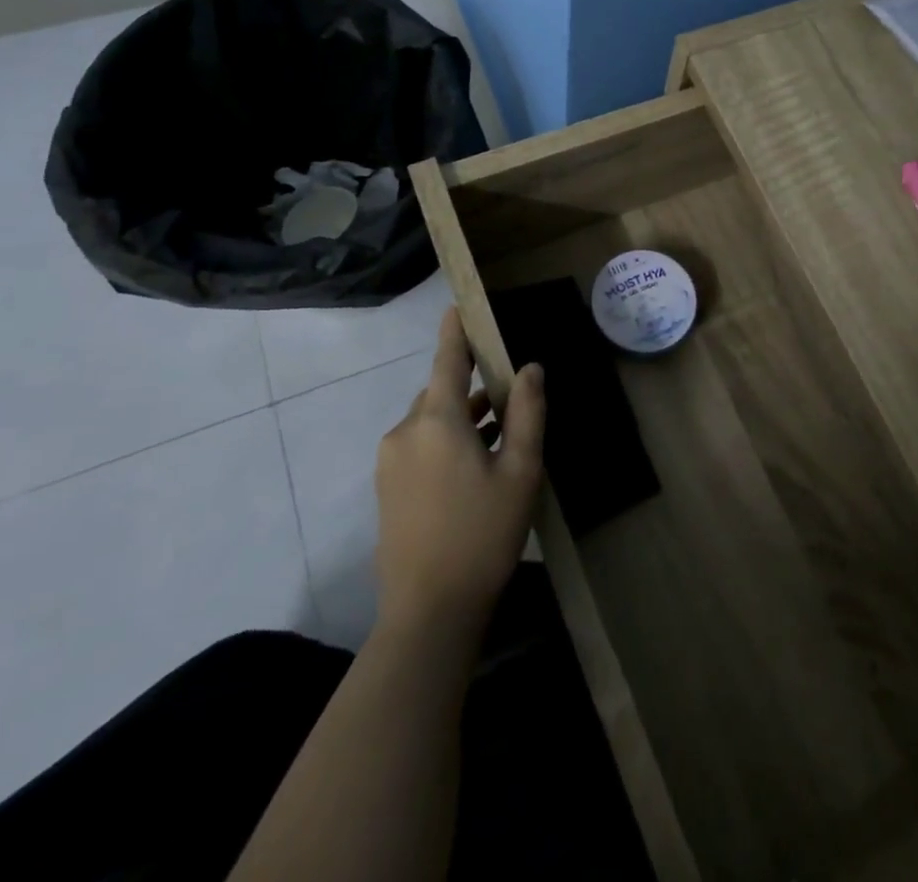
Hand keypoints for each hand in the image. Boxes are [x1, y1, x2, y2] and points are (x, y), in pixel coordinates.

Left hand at [374, 308, 545, 633]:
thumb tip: (530, 368)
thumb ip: (527, 413)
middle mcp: (405, 431)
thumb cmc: (482, 535)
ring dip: (463, 416)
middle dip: (473, 384)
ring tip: (501, 430)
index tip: (459, 304)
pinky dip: (447, 440)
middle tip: (510, 390)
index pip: (448, 358)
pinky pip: (420, 445)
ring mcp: (390, 461)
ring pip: (431, 420)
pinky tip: (475, 464)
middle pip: (442, 391)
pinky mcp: (387, 488)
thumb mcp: (520, 471)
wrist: (428, 613)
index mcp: (437, 420)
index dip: (455, 329)